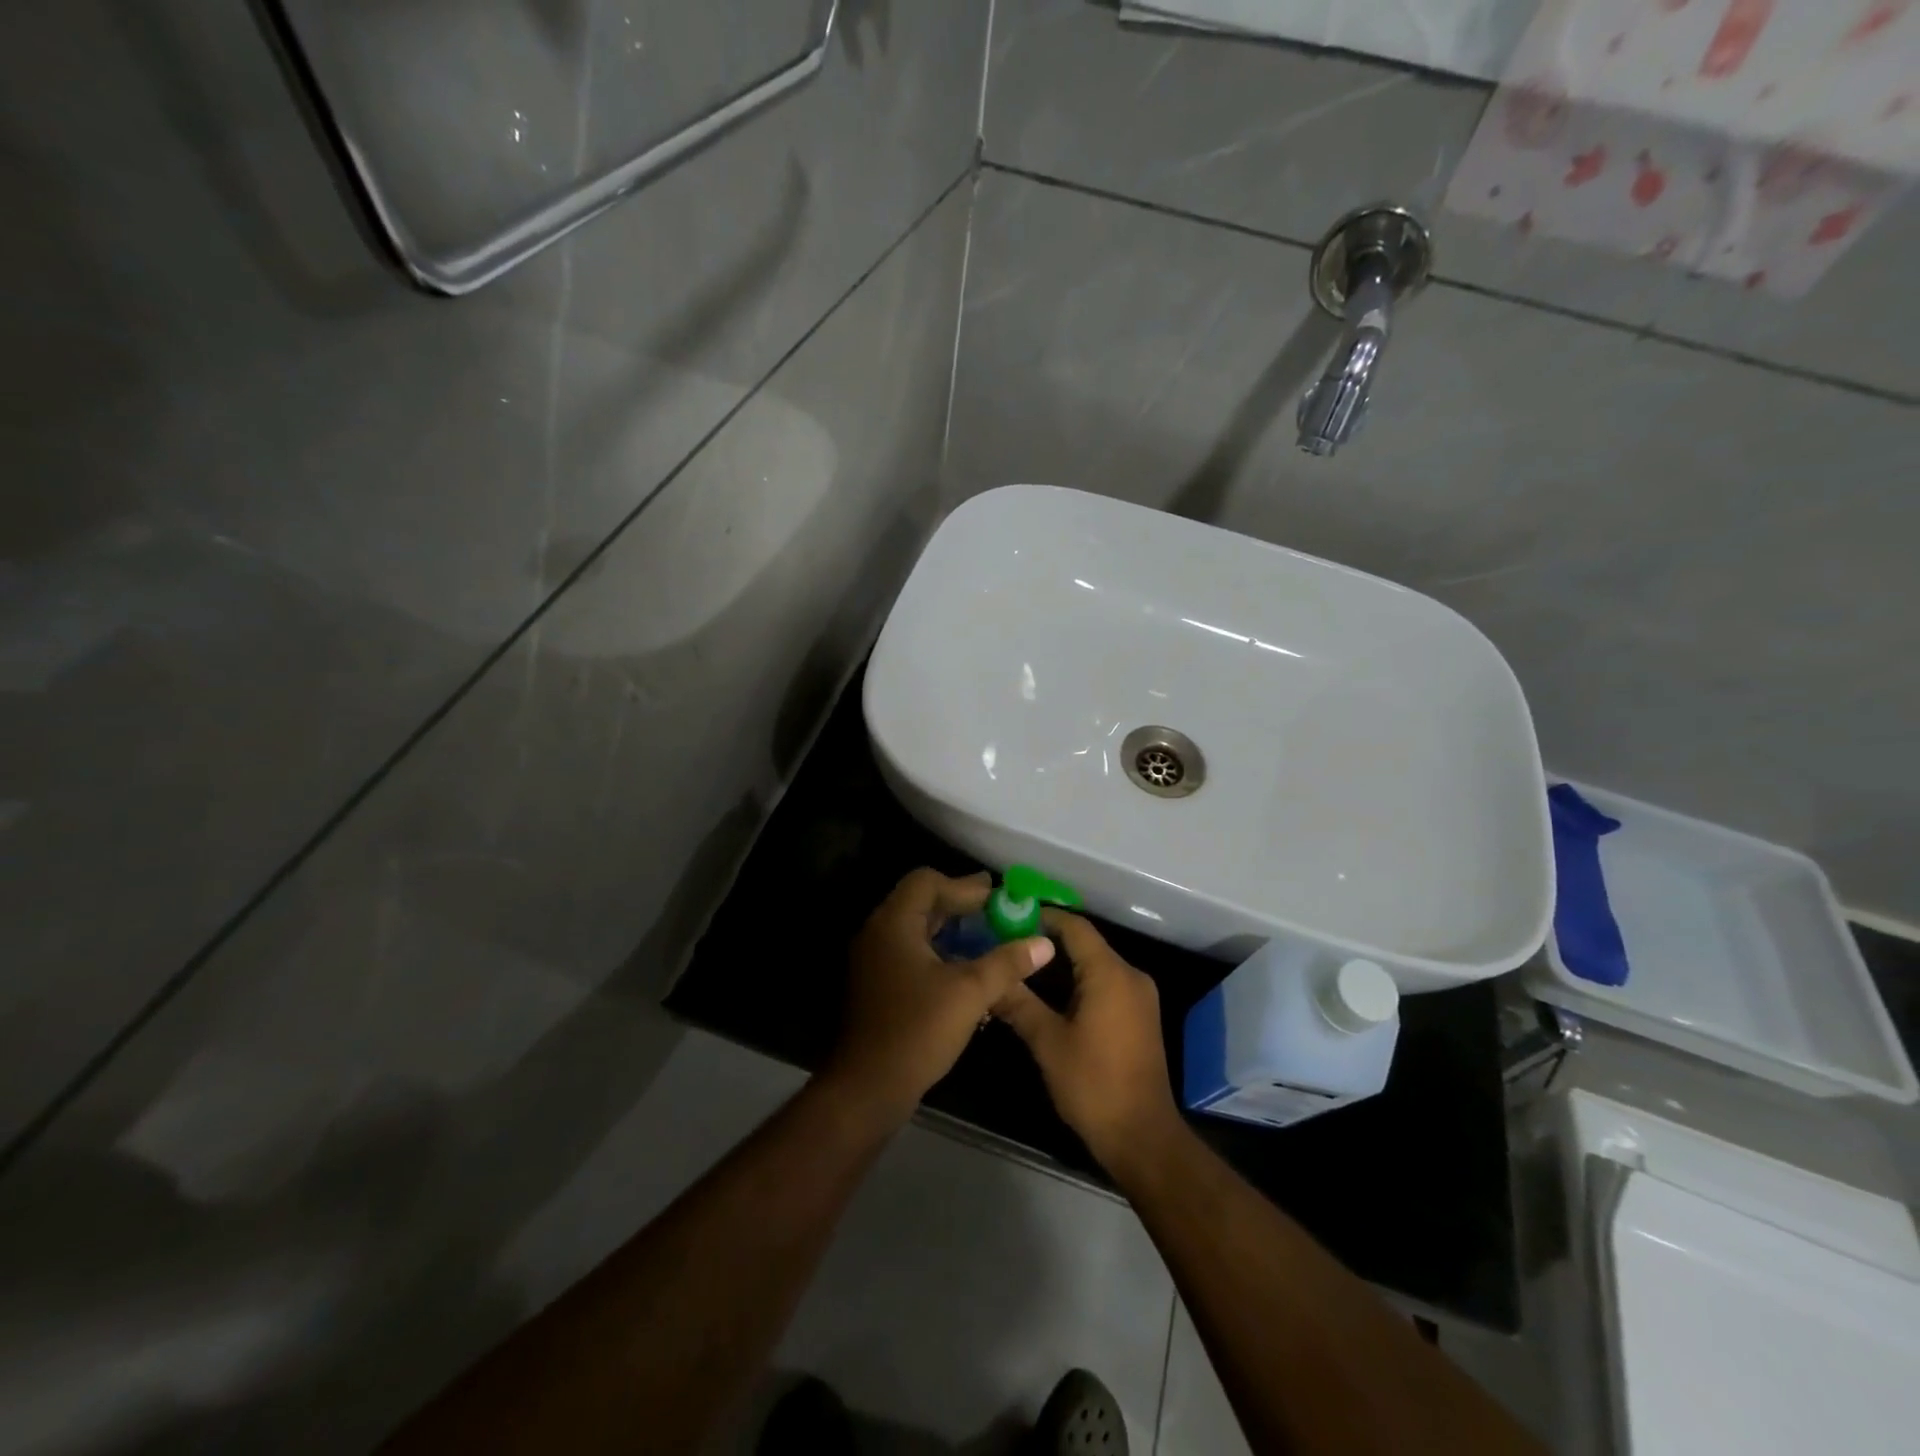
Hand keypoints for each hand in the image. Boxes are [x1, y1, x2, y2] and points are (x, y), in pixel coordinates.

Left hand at [824, 869, 1055, 1123]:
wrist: (868, 1087)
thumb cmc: (917, 1031)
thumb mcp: (970, 993)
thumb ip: (1006, 962)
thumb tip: (1043, 942)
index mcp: (894, 923)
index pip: (927, 882)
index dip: (964, 887)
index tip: (997, 898)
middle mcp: (879, 933)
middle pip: (921, 902)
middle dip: (960, 905)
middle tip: (997, 911)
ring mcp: (875, 960)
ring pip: (916, 929)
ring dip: (951, 930)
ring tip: (988, 938)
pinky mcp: (878, 984)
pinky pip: (911, 952)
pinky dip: (939, 951)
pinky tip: (966, 969)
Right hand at [992, 910, 1184, 1175]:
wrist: (1143, 1137)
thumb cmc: (1094, 1085)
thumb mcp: (1048, 1042)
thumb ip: (1018, 1003)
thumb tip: (990, 978)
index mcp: (1111, 973)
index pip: (1074, 927)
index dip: (1042, 917)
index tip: (1007, 917)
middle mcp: (1130, 975)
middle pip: (1085, 943)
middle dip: (1046, 942)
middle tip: (1006, 943)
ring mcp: (1138, 997)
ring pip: (1094, 964)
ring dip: (1060, 965)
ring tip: (1019, 967)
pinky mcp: (1139, 1016)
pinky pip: (1104, 984)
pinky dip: (1077, 982)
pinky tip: (1047, 995)